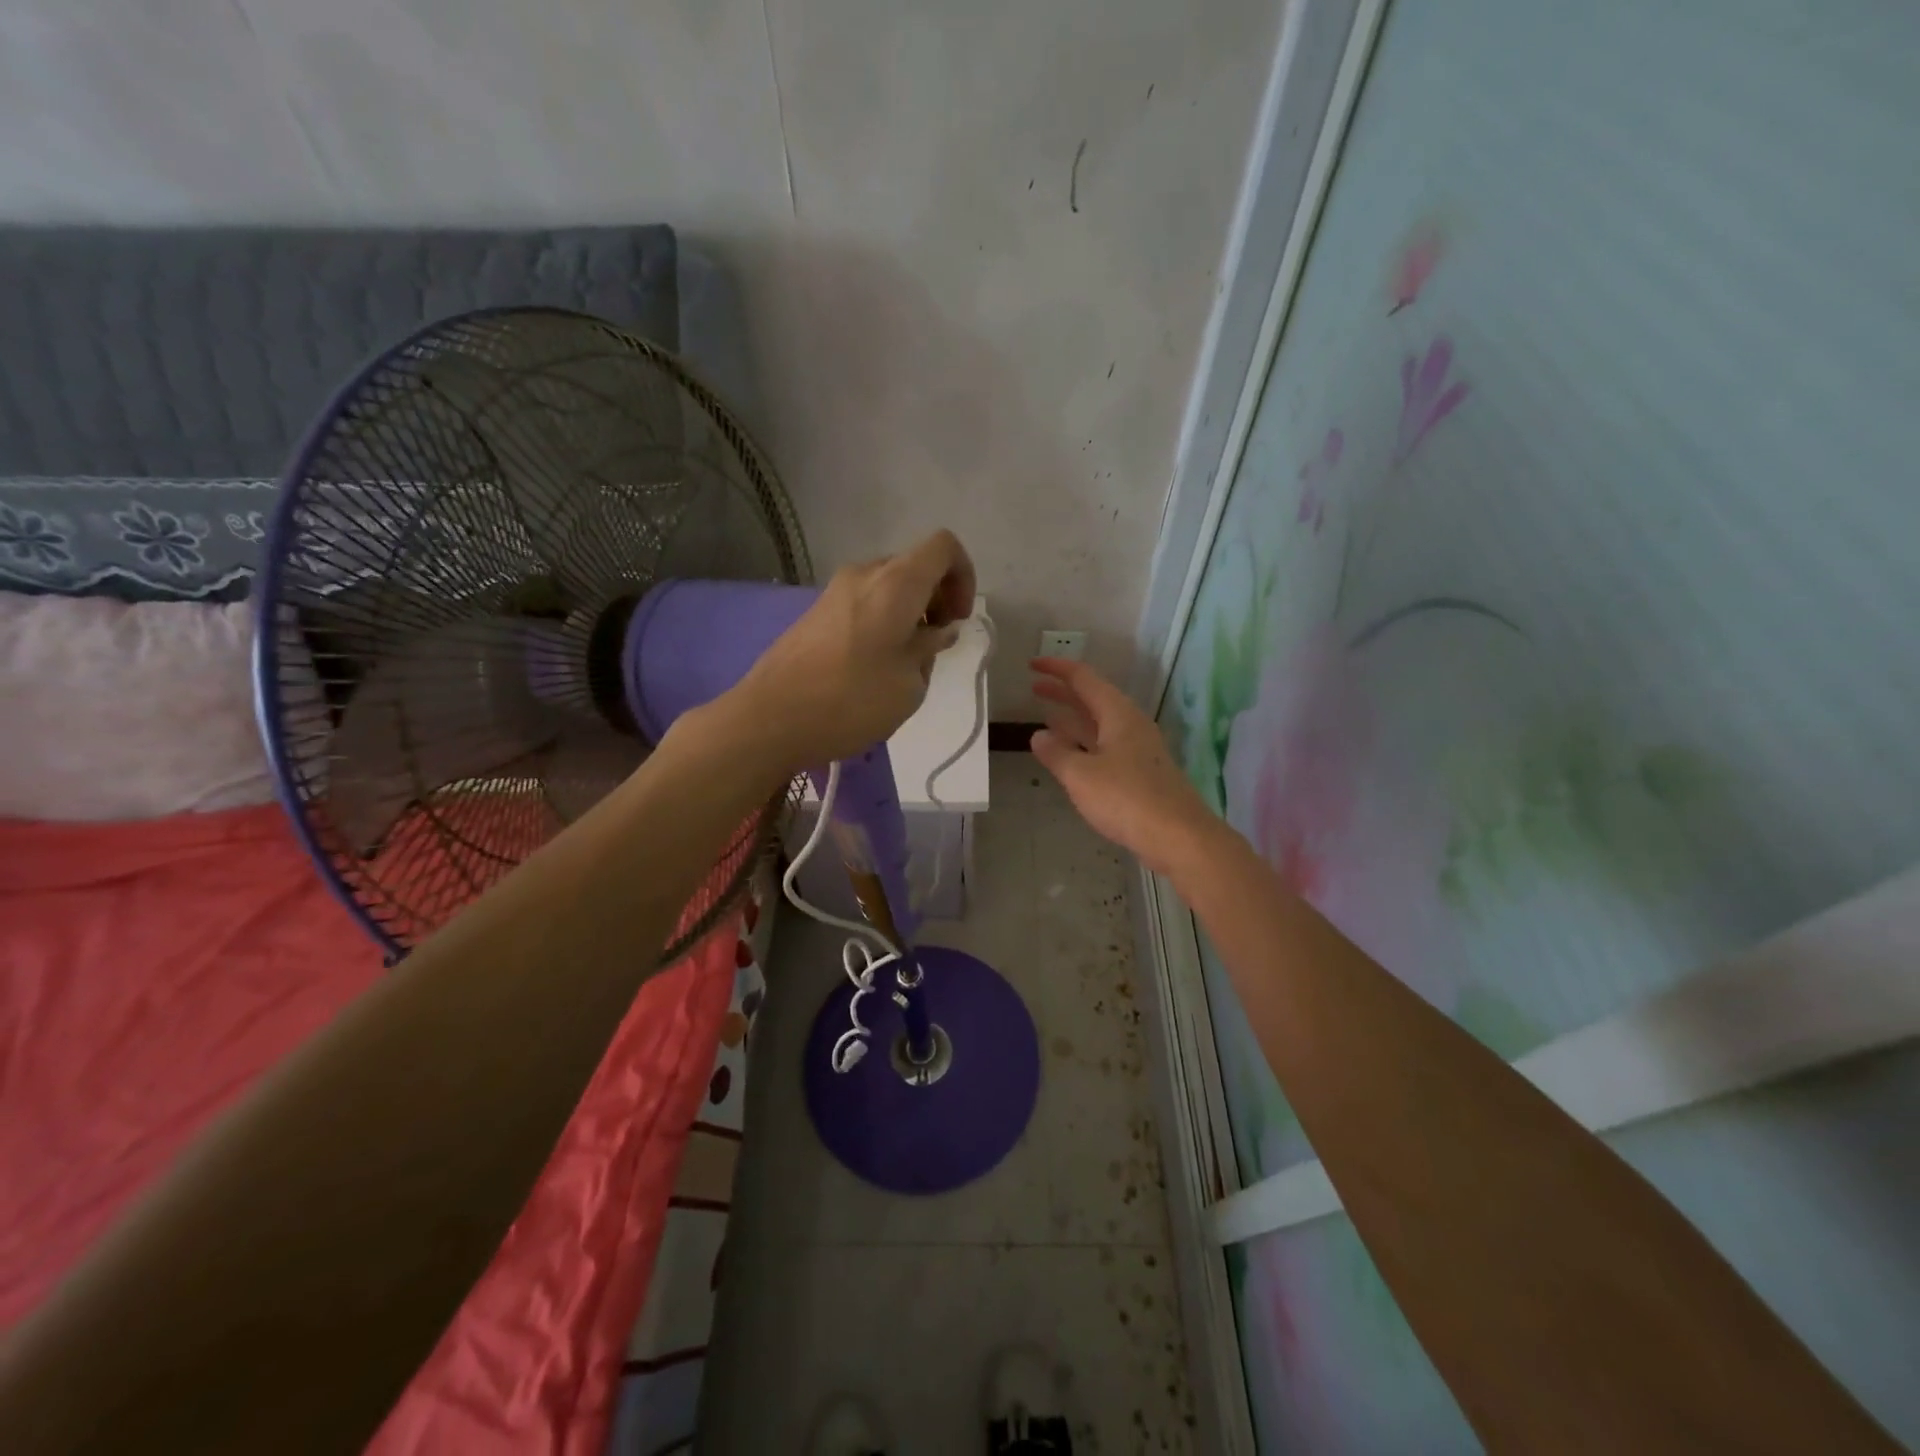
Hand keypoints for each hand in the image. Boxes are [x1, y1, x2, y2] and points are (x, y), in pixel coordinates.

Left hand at [721, 530, 976, 772]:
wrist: (769, 718)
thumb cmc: (851, 700)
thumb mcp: (909, 684)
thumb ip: (929, 649)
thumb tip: (935, 631)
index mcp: (896, 583)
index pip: (944, 547)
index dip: (964, 576)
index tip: (957, 620)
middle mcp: (864, 575)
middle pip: (914, 566)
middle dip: (936, 599)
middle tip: (934, 646)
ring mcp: (834, 592)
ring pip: (888, 587)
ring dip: (908, 614)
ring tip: (904, 663)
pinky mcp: (815, 613)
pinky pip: (863, 604)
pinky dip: (882, 623)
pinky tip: (872, 667)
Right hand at [1030, 657, 1221, 878]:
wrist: (1179, 837)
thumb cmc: (1127, 799)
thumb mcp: (1081, 775)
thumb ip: (1057, 753)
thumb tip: (1038, 735)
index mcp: (1118, 714)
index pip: (1084, 679)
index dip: (1057, 669)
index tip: (1032, 664)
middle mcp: (1131, 725)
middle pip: (1093, 699)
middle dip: (1063, 692)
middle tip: (1034, 688)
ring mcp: (1138, 750)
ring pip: (1100, 725)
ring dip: (1073, 719)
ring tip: (1045, 718)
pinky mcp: (1140, 774)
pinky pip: (1106, 747)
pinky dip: (1084, 743)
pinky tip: (1072, 755)